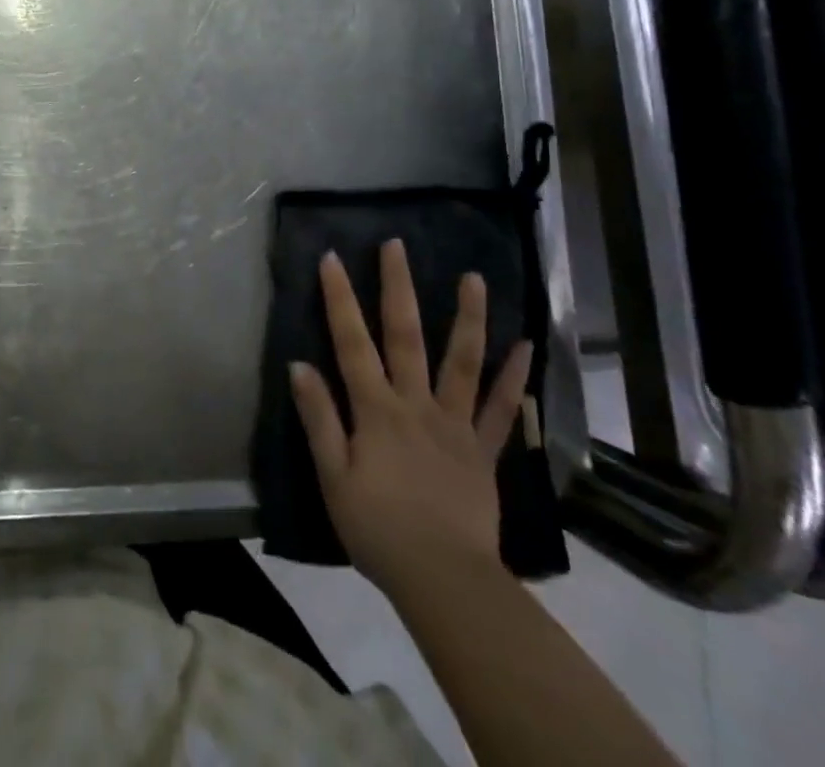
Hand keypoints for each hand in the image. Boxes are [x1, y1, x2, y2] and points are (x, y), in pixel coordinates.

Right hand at [290, 240, 533, 604]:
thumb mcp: (333, 476)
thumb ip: (319, 418)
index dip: (340, 299)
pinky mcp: (483, 450)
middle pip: (405, 336)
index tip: (333, 258)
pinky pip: (499, 409)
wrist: (444, 580)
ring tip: (474, 278)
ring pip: (461, 361)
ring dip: (467, 317)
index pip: (352, 342)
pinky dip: (512, 377)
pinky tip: (525, 347)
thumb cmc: (378, 528)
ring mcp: (455, 424)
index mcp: (376, 409)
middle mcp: (416, 404)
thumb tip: (299, 364)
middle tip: (397, 245)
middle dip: (398, 286)